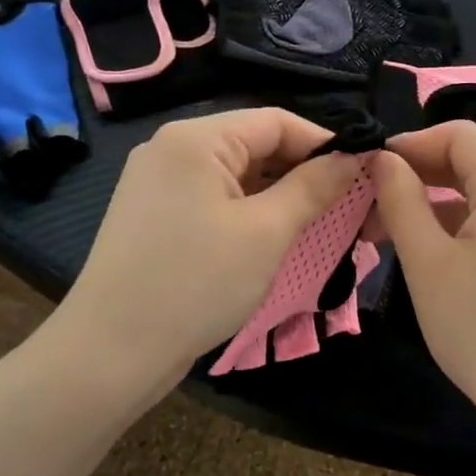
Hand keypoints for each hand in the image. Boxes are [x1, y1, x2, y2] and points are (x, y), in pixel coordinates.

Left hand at [60, 108, 359, 398]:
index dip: (324, 143)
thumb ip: (314, 187)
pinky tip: (274, 235)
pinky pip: (214, 197)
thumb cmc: (196, 284)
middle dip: (303, 171)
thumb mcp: (266, 233)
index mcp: (196, 138)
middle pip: (254, 144)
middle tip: (348, 205)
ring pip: (235, 173)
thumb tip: (355, 157)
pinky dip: (248, 210)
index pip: (276, 121)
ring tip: (319, 222)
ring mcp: (157, 181)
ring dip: (278, 194)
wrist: (110, 354)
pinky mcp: (153, 213)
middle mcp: (172, 148)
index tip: (365, 173)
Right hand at [372, 122, 475, 456]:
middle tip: (372, 204)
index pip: (460, 134)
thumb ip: (401, 200)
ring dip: (440, 201)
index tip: (371, 170)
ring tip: (392, 231)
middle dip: (421, 175)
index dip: (411, 144)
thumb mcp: (427, 264)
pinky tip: (435, 248)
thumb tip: (382, 159)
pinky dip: (468, 222)